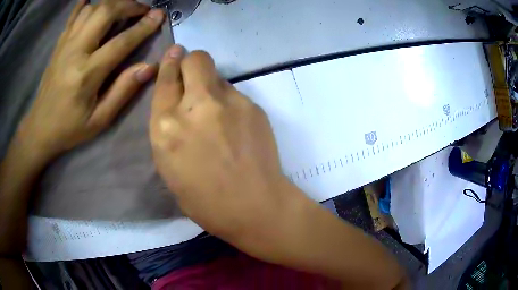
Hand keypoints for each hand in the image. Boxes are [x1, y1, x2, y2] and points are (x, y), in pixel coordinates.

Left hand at [17, 0, 163, 159]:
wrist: (39, 128)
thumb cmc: (69, 128)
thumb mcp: (99, 120)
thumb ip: (123, 91)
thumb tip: (149, 67)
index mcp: (86, 74)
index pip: (121, 42)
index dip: (143, 27)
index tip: (159, 15)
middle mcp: (75, 51)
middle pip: (105, 12)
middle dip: (128, 5)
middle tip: (142, 10)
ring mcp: (65, 44)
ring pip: (92, 9)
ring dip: (111, 3)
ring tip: (123, 9)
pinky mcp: (59, 44)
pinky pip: (73, 15)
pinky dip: (85, 4)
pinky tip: (93, 1)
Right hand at [150, 46, 300, 246]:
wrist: (254, 206)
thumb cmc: (205, 200)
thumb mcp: (169, 166)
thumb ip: (170, 129)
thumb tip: (179, 105)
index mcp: (166, 127)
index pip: (165, 79)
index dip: (169, 64)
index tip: (174, 54)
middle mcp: (195, 106)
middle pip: (195, 59)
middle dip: (191, 61)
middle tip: (193, 76)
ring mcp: (228, 102)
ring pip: (217, 75)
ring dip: (211, 87)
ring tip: (218, 115)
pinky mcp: (253, 106)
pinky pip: (235, 94)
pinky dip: (230, 103)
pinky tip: (236, 127)